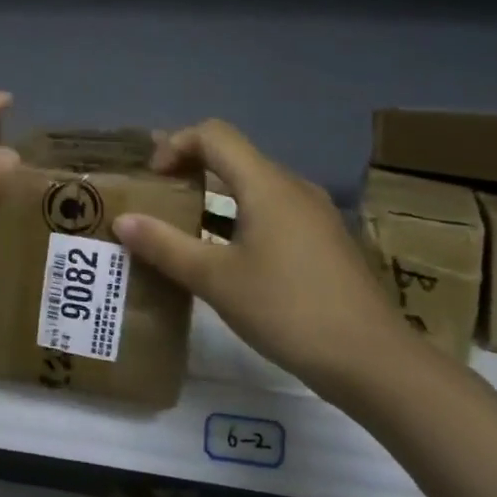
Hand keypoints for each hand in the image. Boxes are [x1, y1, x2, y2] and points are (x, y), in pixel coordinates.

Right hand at [113, 120, 413, 392]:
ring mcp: (314, 214)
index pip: (214, 135)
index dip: (175, 145)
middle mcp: (292, 187)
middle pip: (233, 156)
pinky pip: (271, 210)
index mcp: (266, 185)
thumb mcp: (216, 280)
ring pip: (253, 185)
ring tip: (180, 222)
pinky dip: (238, 218)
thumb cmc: (288, 310)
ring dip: (213, 195)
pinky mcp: (323, 241)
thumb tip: (122, 220)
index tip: (152, 179)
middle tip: (155, 195)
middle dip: (189, 168)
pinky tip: (223, 253)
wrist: (374, 362)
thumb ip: (165, 246)